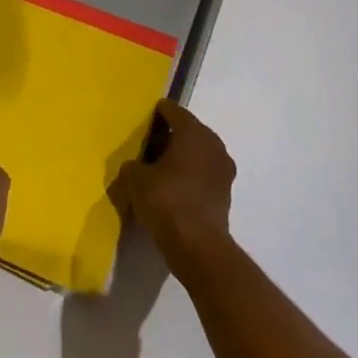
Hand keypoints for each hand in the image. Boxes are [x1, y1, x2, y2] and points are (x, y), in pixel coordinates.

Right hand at [113, 99, 236, 258]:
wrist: (197, 246)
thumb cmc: (165, 200)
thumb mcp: (134, 178)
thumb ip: (133, 165)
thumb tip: (137, 166)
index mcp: (194, 133)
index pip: (173, 111)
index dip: (157, 113)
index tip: (143, 119)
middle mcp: (214, 146)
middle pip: (188, 132)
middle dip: (168, 136)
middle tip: (146, 144)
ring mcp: (223, 171)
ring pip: (197, 154)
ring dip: (179, 157)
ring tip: (155, 168)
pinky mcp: (224, 194)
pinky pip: (202, 174)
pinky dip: (187, 175)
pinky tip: (169, 187)